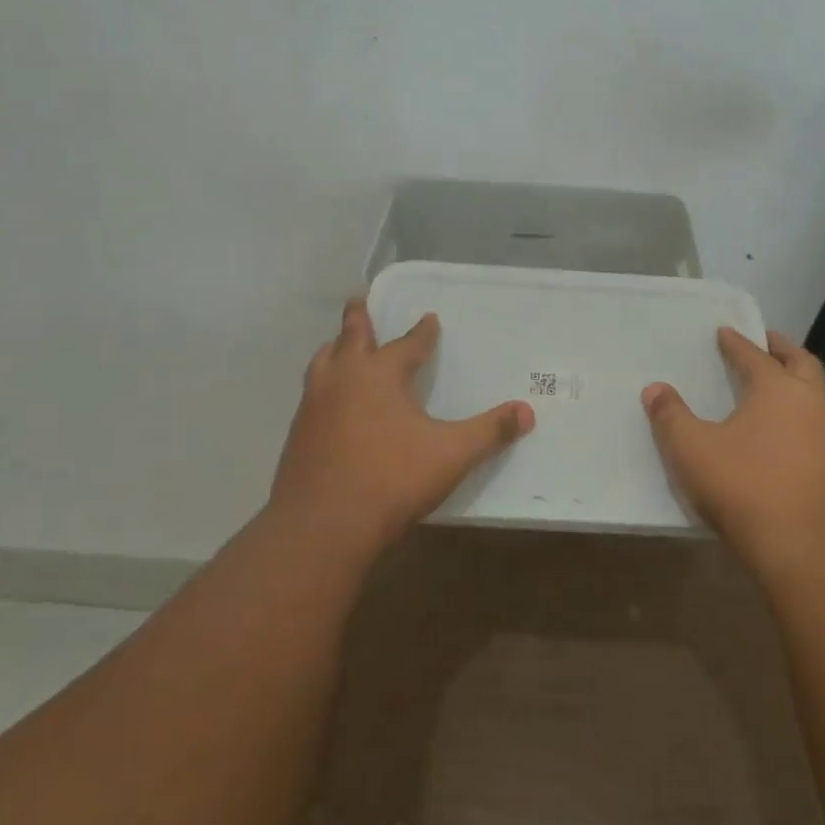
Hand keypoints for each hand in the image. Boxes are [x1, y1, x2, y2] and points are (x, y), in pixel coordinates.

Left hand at [266, 299, 534, 555]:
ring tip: (340, 345)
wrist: (323, 525)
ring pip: (322, 362)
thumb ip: (489, 431)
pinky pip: (312, 394)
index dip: (422, 332)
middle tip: (360, 299)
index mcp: (379, 374)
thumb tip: (527, 411)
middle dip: (358, 318)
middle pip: (350, 337)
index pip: (406, 344)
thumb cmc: (392, 479)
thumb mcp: (451, 454)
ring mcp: (314, 405)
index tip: (429, 318)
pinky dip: (323, 383)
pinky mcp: (297, 434)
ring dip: (334, 348)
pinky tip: (331, 401)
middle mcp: (342, 379)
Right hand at [642, 328, 824, 576]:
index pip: (753, 355)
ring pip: (817, 393)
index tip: (725, 331)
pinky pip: (821, 424)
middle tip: (764, 342)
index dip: (736, 342)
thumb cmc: (745, 488)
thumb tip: (654, 388)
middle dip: (780, 349)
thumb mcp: (692, 450)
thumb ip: (670, 416)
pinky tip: (789, 432)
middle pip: (800, 362)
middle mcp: (811, 403)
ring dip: (798, 380)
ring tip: (777, 384)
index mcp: (777, 389)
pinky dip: (804, 414)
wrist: (807, 551)